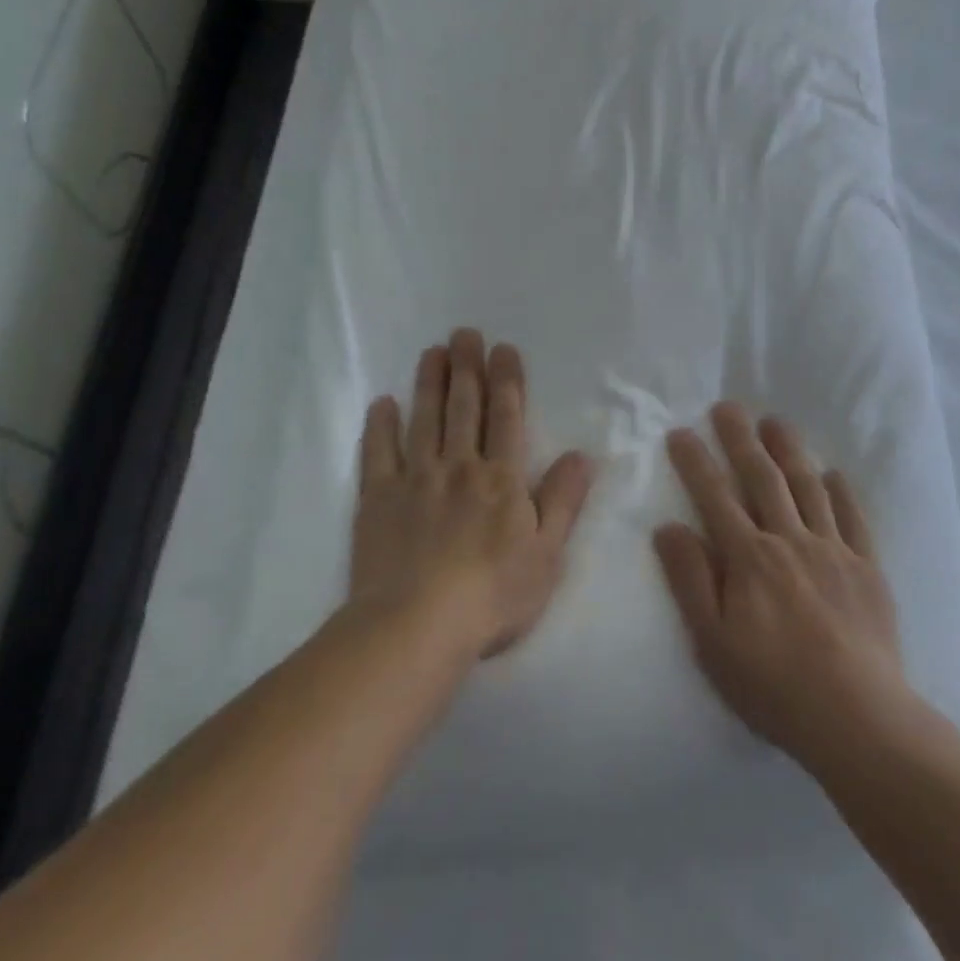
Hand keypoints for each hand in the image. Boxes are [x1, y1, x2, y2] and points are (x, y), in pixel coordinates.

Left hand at [350, 329, 593, 658]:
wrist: (416, 627)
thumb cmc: (492, 595)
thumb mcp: (547, 554)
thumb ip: (563, 501)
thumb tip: (582, 455)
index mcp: (501, 479)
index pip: (506, 417)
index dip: (506, 380)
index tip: (503, 348)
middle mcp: (459, 467)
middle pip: (464, 408)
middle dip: (467, 368)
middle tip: (464, 333)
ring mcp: (414, 480)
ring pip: (424, 420)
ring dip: (429, 384)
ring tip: (432, 353)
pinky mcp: (377, 500)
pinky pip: (378, 454)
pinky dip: (380, 427)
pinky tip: (382, 404)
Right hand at [655, 402, 909, 764]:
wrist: (857, 718)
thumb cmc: (773, 685)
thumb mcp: (713, 642)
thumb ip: (691, 579)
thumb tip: (668, 526)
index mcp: (749, 558)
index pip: (716, 496)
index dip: (696, 462)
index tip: (681, 432)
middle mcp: (790, 540)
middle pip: (762, 478)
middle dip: (741, 439)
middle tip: (728, 406)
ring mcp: (833, 550)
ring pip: (807, 487)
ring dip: (789, 450)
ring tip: (775, 422)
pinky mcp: (866, 568)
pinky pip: (853, 518)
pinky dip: (842, 492)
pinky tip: (833, 474)